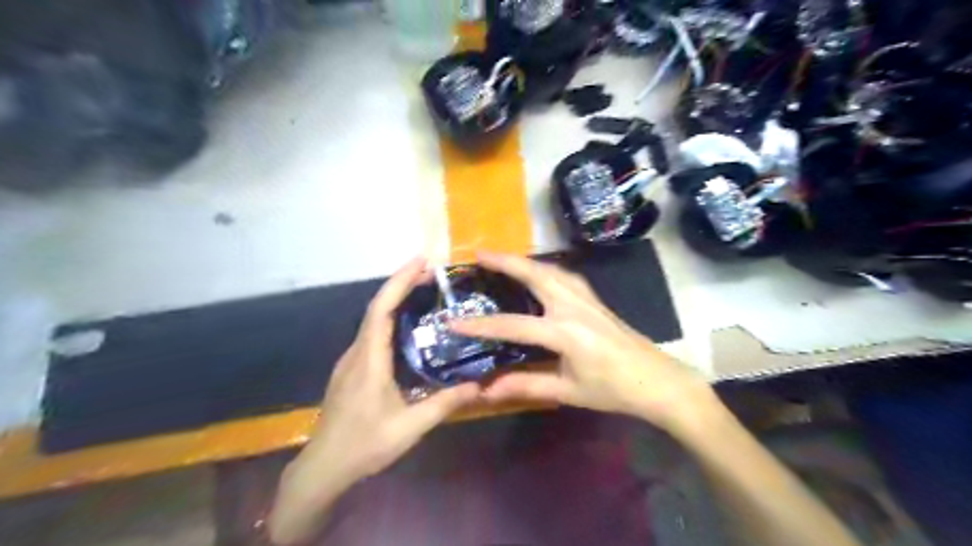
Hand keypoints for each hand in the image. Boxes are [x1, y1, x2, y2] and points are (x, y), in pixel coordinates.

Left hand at [266, 256, 479, 544]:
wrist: (324, 467)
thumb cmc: (365, 445)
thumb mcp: (410, 427)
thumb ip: (444, 404)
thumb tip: (478, 385)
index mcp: (369, 359)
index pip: (382, 309)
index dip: (399, 281)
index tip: (421, 261)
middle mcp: (357, 352)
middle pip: (377, 307)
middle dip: (402, 284)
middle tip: (432, 273)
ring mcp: (351, 360)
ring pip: (373, 319)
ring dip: (396, 299)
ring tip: (424, 292)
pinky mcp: (352, 369)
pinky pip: (372, 333)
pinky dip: (390, 317)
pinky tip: (408, 326)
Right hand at [453, 252, 715, 433]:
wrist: (657, 380)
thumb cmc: (613, 390)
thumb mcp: (568, 391)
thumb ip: (527, 384)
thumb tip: (486, 390)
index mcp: (566, 333)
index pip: (514, 325)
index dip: (481, 325)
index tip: (454, 321)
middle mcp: (574, 306)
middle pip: (535, 274)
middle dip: (505, 261)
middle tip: (478, 254)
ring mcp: (586, 298)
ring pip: (550, 269)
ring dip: (523, 260)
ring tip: (501, 258)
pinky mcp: (594, 298)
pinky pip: (563, 274)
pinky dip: (543, 267)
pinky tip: (537, 271)